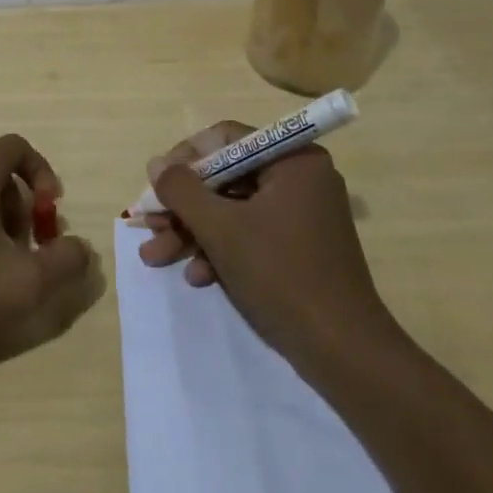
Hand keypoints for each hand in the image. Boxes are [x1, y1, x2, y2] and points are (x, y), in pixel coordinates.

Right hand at [137, 121, 395, 369]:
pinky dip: (221, 251)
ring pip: (232, 210)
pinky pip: (250, 234)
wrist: (343, 353)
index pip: (226, 139)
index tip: (156, 184)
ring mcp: (301, 215)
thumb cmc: (281, 275)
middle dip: (183, 206)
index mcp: (292, 160)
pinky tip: (196, 277)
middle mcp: (299, 178)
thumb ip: (182, 190)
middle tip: (148, 226)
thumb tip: (156, 164)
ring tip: (155, 257)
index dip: (184, 159)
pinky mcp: (299, 248)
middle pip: (225, 177)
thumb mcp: (221, 228)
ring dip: (193, 232)